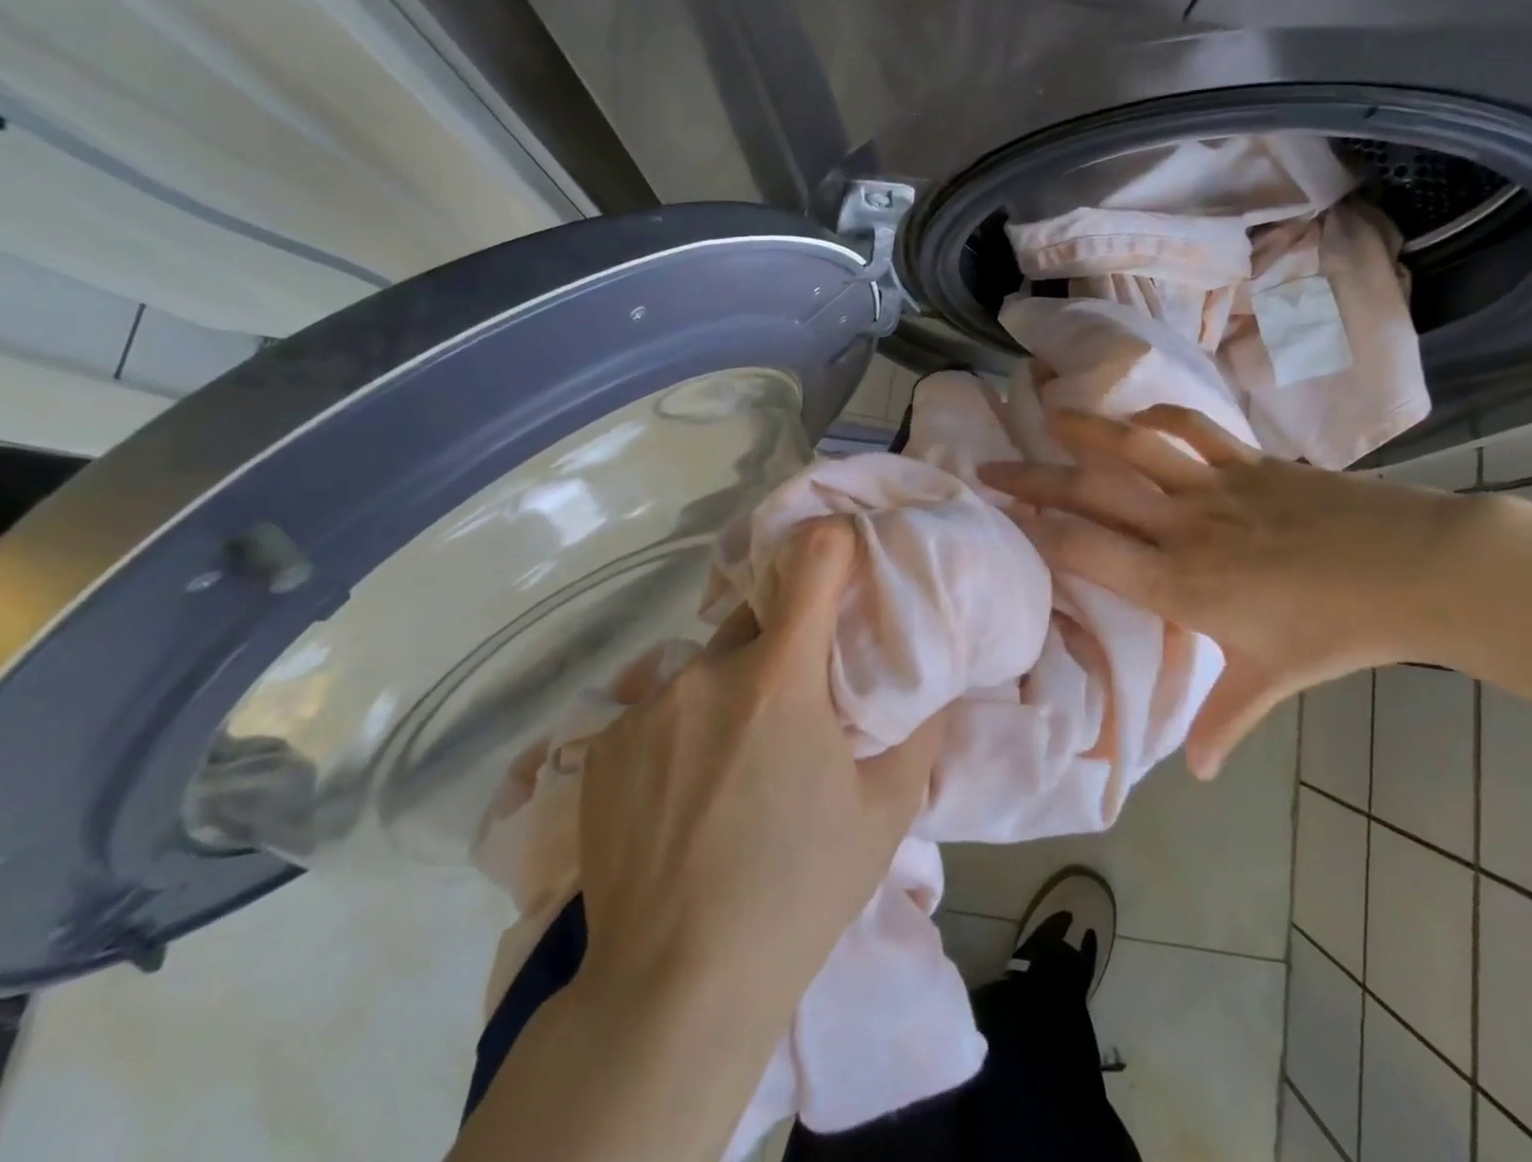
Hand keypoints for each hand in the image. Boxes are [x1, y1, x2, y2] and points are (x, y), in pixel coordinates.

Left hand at [573, 518, 941, 1031]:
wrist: (676, 987)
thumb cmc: (799, 892)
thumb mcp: (885, 812)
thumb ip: (918, 729)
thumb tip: (929, 680)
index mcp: (778, 679)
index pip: (812, 562)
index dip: (833, 545)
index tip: (847, 552)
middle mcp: (705, 674)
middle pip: (754, 619)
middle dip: (782, 641)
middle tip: (798, 700)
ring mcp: (645, 708)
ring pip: (705, 669)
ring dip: (730, 690)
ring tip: (738, 760)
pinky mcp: (602, 745)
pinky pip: (658, 711)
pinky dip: (682, 729)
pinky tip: (685, 793)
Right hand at [980, 407, 1474, 779]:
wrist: (1416, 570)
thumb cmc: (1337, 630)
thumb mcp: (1272, 679)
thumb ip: (1225, 721)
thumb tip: (1198, 776)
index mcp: (1178, 584)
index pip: (1087, 550)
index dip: (1038, 530)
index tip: (1001, 518)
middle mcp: (1183, 527)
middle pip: (1094, 492)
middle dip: (1034, 479)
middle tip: (992, 467)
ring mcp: (1215, 486)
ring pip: (1136, 447)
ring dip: (1087, 428)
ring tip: (1049, 413)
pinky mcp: (1249, 461)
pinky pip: (1194, 429)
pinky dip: (1160, 416)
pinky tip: (1138, 414)